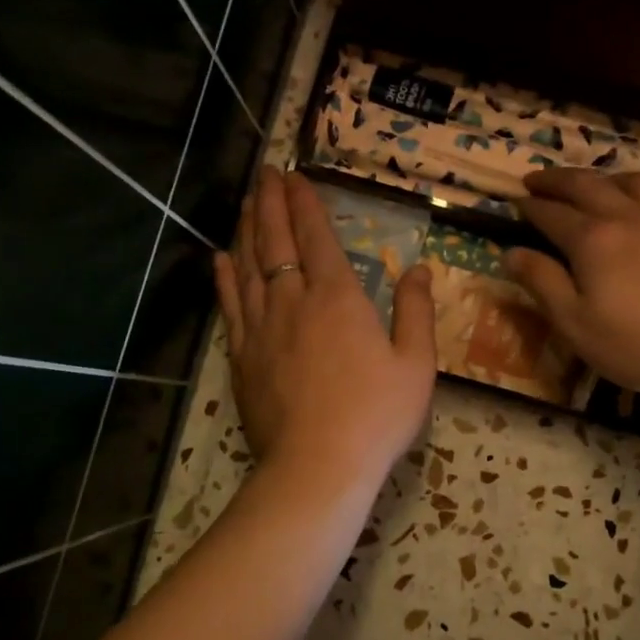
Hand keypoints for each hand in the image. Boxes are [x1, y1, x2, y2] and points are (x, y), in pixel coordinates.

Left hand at [214, 167, 437, 479]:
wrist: (318, 466)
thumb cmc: (376, 415)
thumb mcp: (416, 364)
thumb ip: (416, 311)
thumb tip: (418, 269)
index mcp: (338, 297)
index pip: (316, 236)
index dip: (305, 202)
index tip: (294, 175)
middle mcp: (293, 301)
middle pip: (276, 241)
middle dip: (271, 202)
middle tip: (265, 173)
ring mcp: (262, 328)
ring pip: (248, 265)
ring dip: (247, 229)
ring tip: (246, 202)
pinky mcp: (243, 356)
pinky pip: (231, 305)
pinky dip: (225, 278)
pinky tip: (220, 258)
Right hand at [504, 168, 639, 399]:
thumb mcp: (577, 325)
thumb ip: (543, 284)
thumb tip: (511, 253)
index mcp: (592, 240)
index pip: (551, 214)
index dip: (529, 207)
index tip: (513, 202)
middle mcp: (627, 217)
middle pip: (586, 185)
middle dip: (556, 179)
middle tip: (536, 179)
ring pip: (628, 181)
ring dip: (601, 177)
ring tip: (591, 185)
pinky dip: (637, 191)